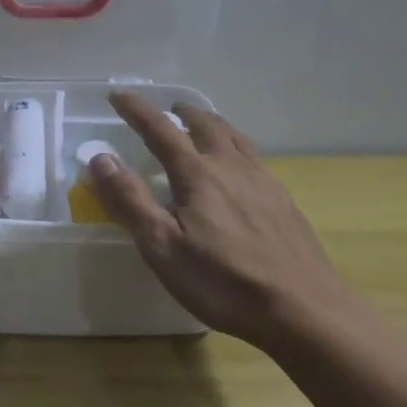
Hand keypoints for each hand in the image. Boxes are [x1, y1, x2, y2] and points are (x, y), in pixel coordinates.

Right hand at [90, 93, 354, 347]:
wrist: (305, 311)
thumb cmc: (225, 282)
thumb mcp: (163, 248)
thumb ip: (130, 201)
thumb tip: (100, 158)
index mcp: (198, 175)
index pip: (160, 130)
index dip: (136, 110)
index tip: (117, 95)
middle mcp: (231, 167)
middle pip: (205, 125)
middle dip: (182, 112)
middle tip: (169, 108)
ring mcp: (263, 183)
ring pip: (235, 138)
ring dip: (213, 124)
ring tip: (205, 125)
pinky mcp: (284, 203)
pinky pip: (255, 159)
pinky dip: (237, 148)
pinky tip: (241, 171)